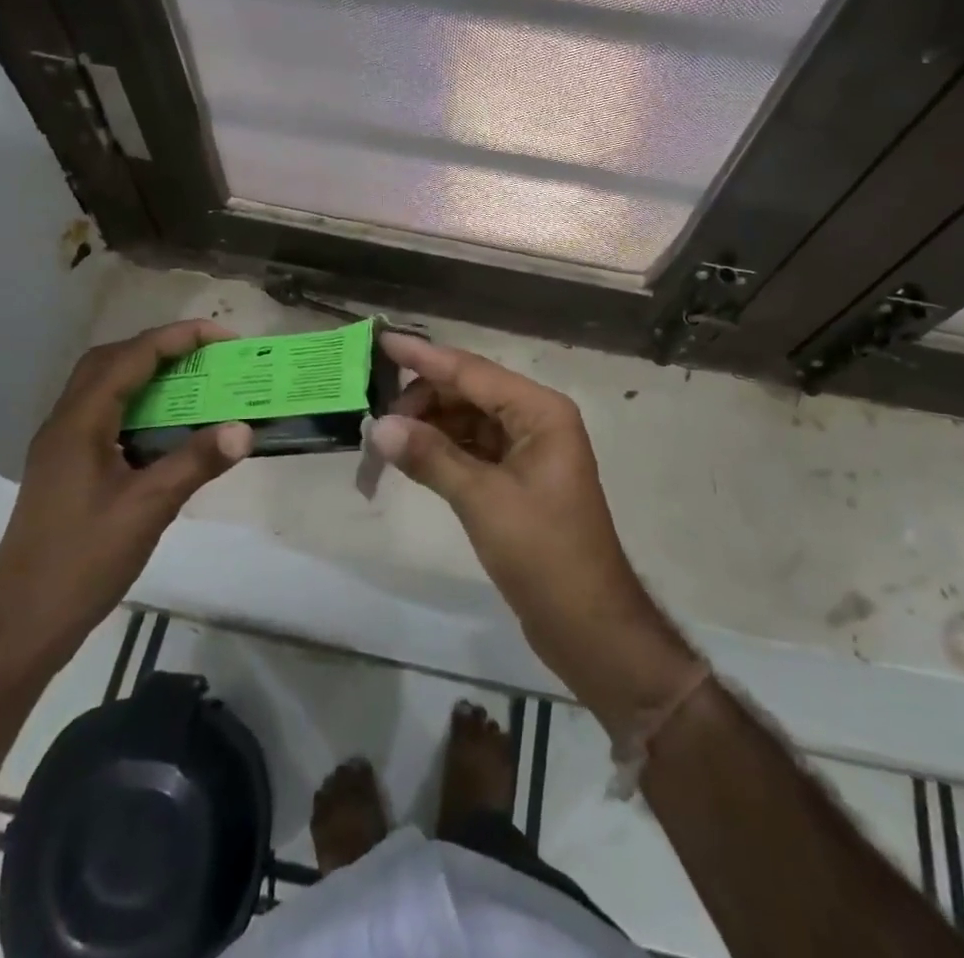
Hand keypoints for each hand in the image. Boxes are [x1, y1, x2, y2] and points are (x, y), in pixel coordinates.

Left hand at [0, 321, 253, 679]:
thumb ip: (196, 463)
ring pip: (103, 387)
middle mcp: (65, 423)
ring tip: (192, 380)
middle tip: (205, 354)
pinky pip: (104, 414)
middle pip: (110, 360)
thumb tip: (245, 429)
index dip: (177, 338)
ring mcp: (61, 446)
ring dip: (146, 372)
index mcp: (79, 423)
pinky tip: (166, 428)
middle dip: (159, 346)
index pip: (131, 357)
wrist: (21, 625)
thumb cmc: (82, 562)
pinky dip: (138, 404)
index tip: (222, 337)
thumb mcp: (148, 509)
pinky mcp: (66, 468)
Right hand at [369, 333, 698, 733]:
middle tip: (375, 417)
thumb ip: (430, 457)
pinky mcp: (517, 479)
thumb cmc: (544, 553)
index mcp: (541, 412)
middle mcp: (536, 420)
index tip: (384, 339)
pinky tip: (411, 457)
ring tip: (384, 438)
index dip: (425, 357)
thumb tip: (378, 426)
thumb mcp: (482, 500)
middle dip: (423, 399)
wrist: (588, 624)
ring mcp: (528, 450)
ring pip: (469, 421)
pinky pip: (473, 449)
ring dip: (429, 426)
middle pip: (470, 393)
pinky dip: (443, 450)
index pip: (472, 372)